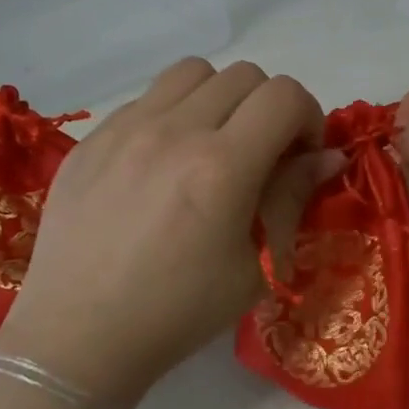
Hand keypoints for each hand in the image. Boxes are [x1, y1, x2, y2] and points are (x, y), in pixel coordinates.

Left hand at [0, 59, 340, 407]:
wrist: (80, 335)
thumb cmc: (180, 311)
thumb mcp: (255, 266)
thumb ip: (291, 198)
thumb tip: (328, 157)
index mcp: (221, 167)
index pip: (284, 96)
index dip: (308, 118)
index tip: (301, 157)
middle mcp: (173, 131)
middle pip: (244, 76)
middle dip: (270, 109)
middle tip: (264, 155)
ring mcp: (125, 129)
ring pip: (192, 73)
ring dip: (221, 99)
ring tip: (215, 146)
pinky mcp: (91, 140)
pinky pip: (147, 99)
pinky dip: (174, 115)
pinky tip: (165, 165)